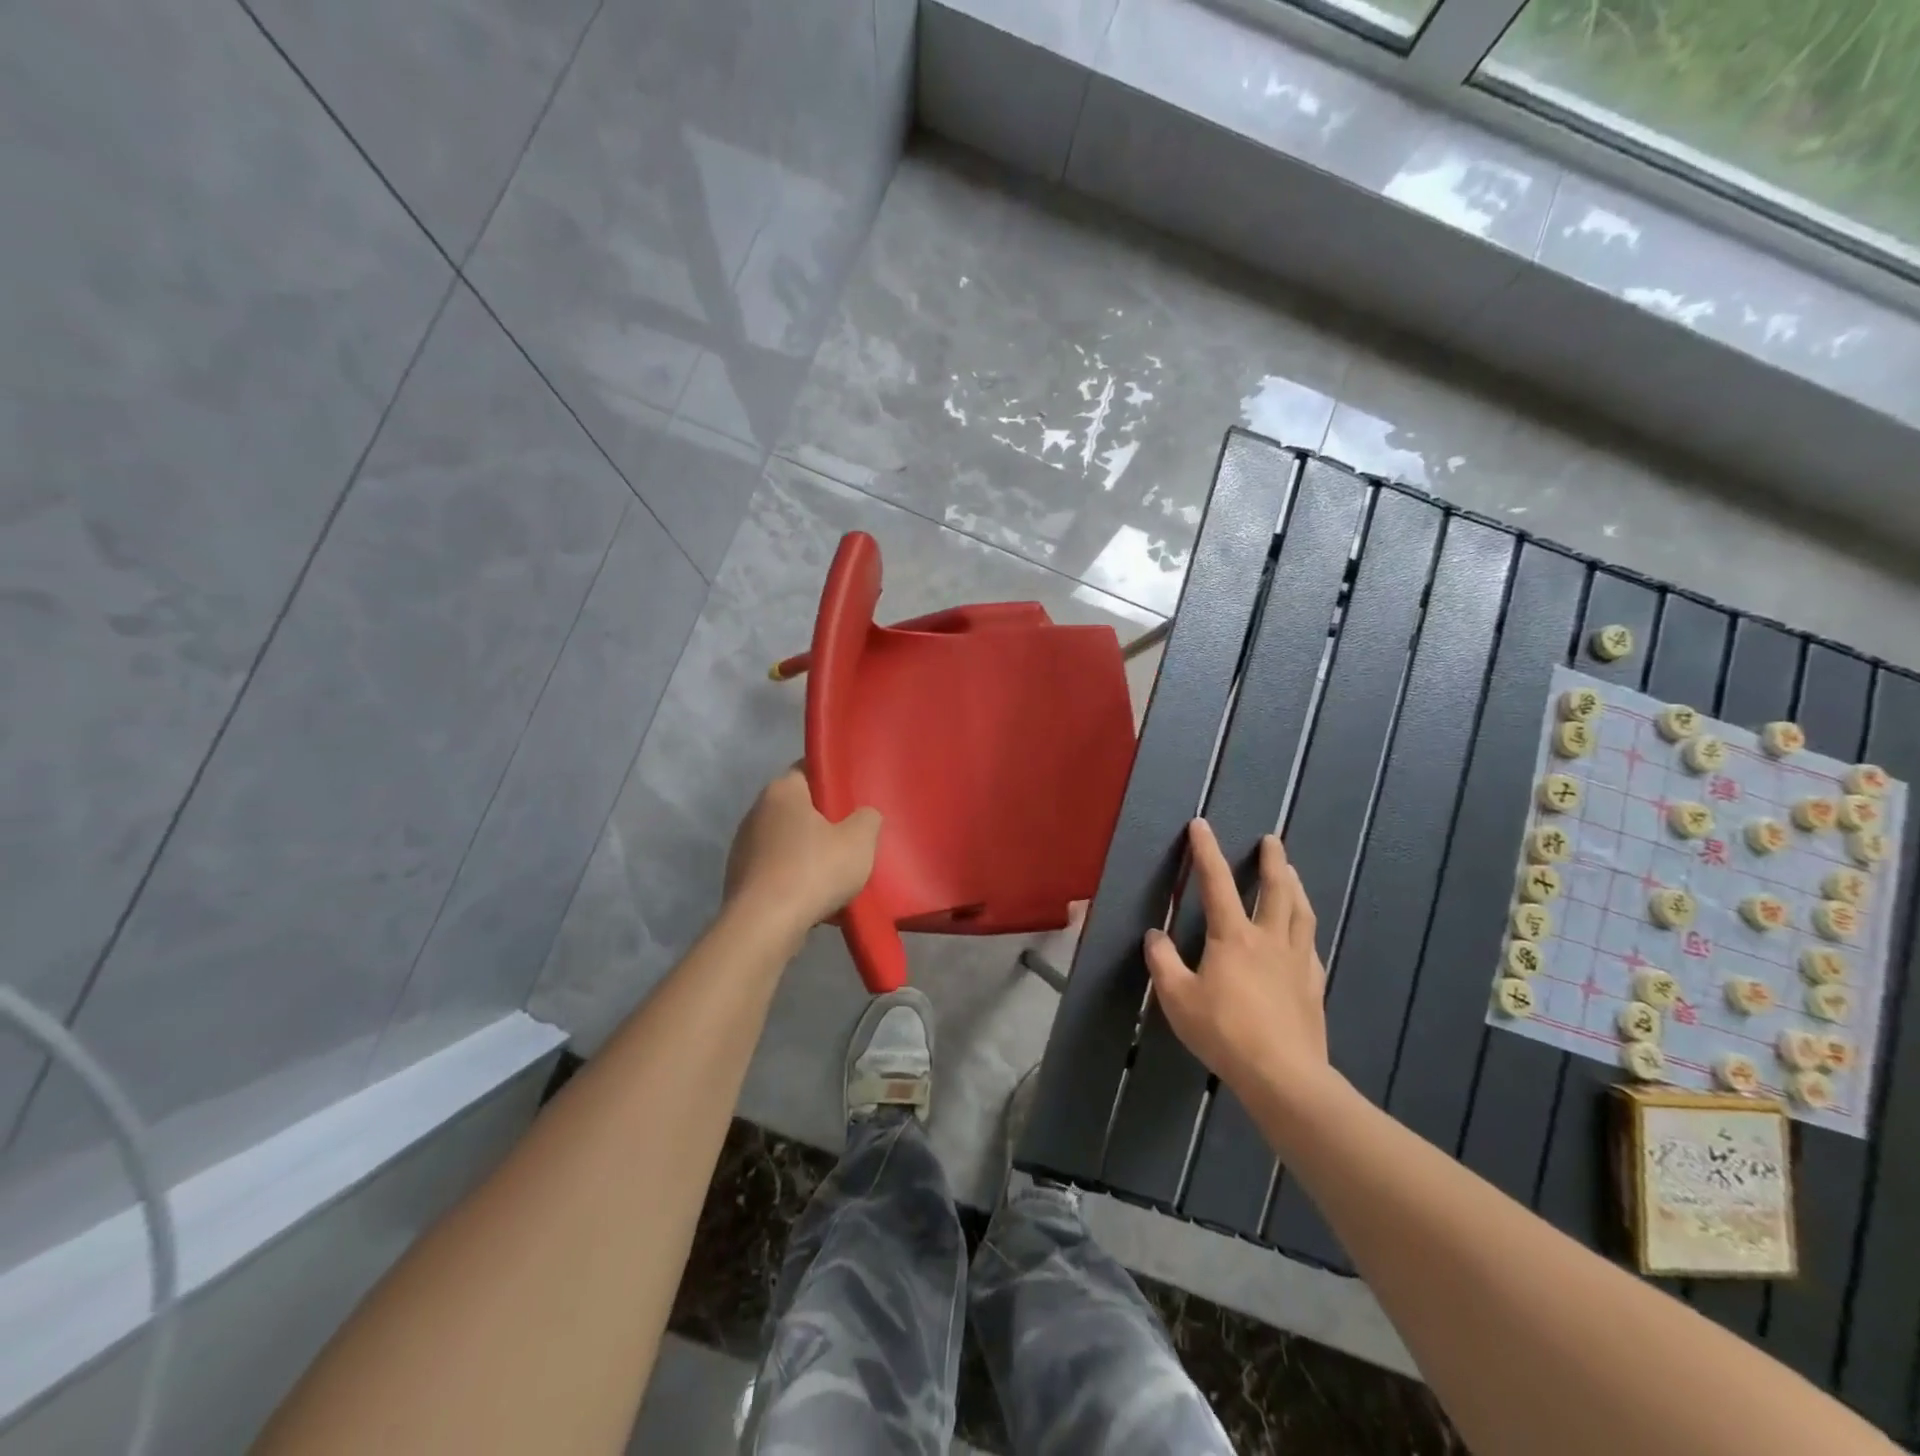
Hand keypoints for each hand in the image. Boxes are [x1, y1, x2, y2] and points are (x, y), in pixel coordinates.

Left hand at [724, 768, 880, 932]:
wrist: (763, 926)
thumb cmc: (813, 871)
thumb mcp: (859, 841)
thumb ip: (868, 818)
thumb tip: (864, 815)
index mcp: (782, 791)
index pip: (808, 769)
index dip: (833, 780)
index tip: (854, 796)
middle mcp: (756, 811)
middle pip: (798, 807)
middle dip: (824, 820)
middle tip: (852, 835)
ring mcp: (743, 846)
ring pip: (787, 841)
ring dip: (809, 853)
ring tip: (837, 873)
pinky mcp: (739, 879)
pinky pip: (776, 870)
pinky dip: (794, 879)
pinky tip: (815, 898)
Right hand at [1144, 820, 1330, 1106]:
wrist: (1283, 1076)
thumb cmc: (1224, 1032)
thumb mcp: (1177, 998)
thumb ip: (1163, 963)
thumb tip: (1155, 935)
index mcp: (1233, 937)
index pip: (1216, 883)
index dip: (1206, 851)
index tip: (1201, 825)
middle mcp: (1269, 939)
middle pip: (1276, 889)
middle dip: (1272, 861)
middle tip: (1271, 840)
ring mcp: (1297, 961)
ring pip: (1300, 912)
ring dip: (1295, 886)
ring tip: (1293, 872)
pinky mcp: (1313, 985)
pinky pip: (1311, 945)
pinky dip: (1304, 927)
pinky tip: (1303, 932)